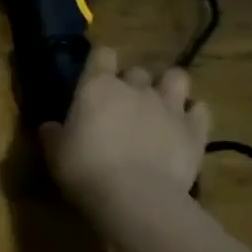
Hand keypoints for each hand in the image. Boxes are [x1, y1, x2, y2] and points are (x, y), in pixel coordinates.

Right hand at [39, 46, 209, 209]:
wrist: (135, 197)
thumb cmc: (85, 169)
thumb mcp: (55, 153)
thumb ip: (53, 134)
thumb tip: (51, 127)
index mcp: (97, 87)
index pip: (101, 54)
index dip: (99, 62)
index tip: (94, 76)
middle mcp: (135, 89)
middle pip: (136, 70)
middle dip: (131, 82)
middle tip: (123, 104)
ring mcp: (169, 107)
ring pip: (176, 78)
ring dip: (168, 87)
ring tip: (161, 104)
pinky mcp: (195, 131)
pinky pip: (200, 110)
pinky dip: (193, 114)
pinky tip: (184, 126)